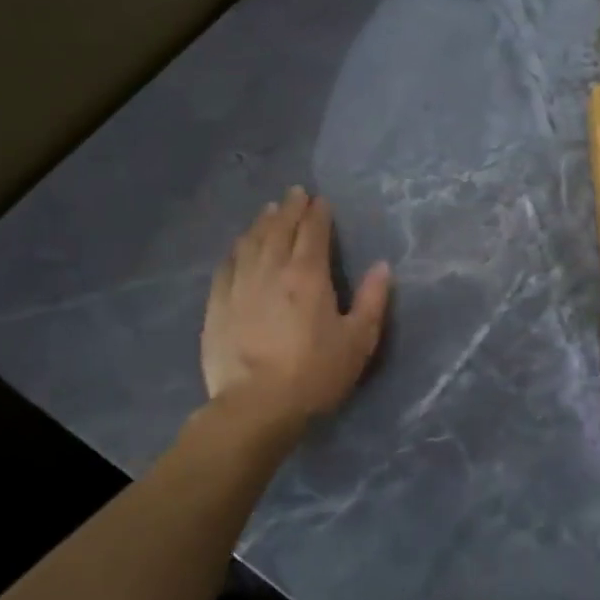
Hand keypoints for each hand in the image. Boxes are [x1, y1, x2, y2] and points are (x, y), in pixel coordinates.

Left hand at [202, 188, 392, 424]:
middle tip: (295, 194)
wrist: (256, 406)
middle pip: (279, 229)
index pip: (313, 232)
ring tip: (269, 210)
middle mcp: (271, 270)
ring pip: (250, 242)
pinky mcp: (217, 305)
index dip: (318, 213)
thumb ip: (373, 300)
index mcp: (308, 275)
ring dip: (262, 222)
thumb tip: (382, 266)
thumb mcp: (358, 341)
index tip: (321, 200)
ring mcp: (239, 285)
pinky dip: (236, 249)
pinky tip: (239, 246)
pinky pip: (227, 265)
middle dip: (290, 208)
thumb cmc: (315, 374)